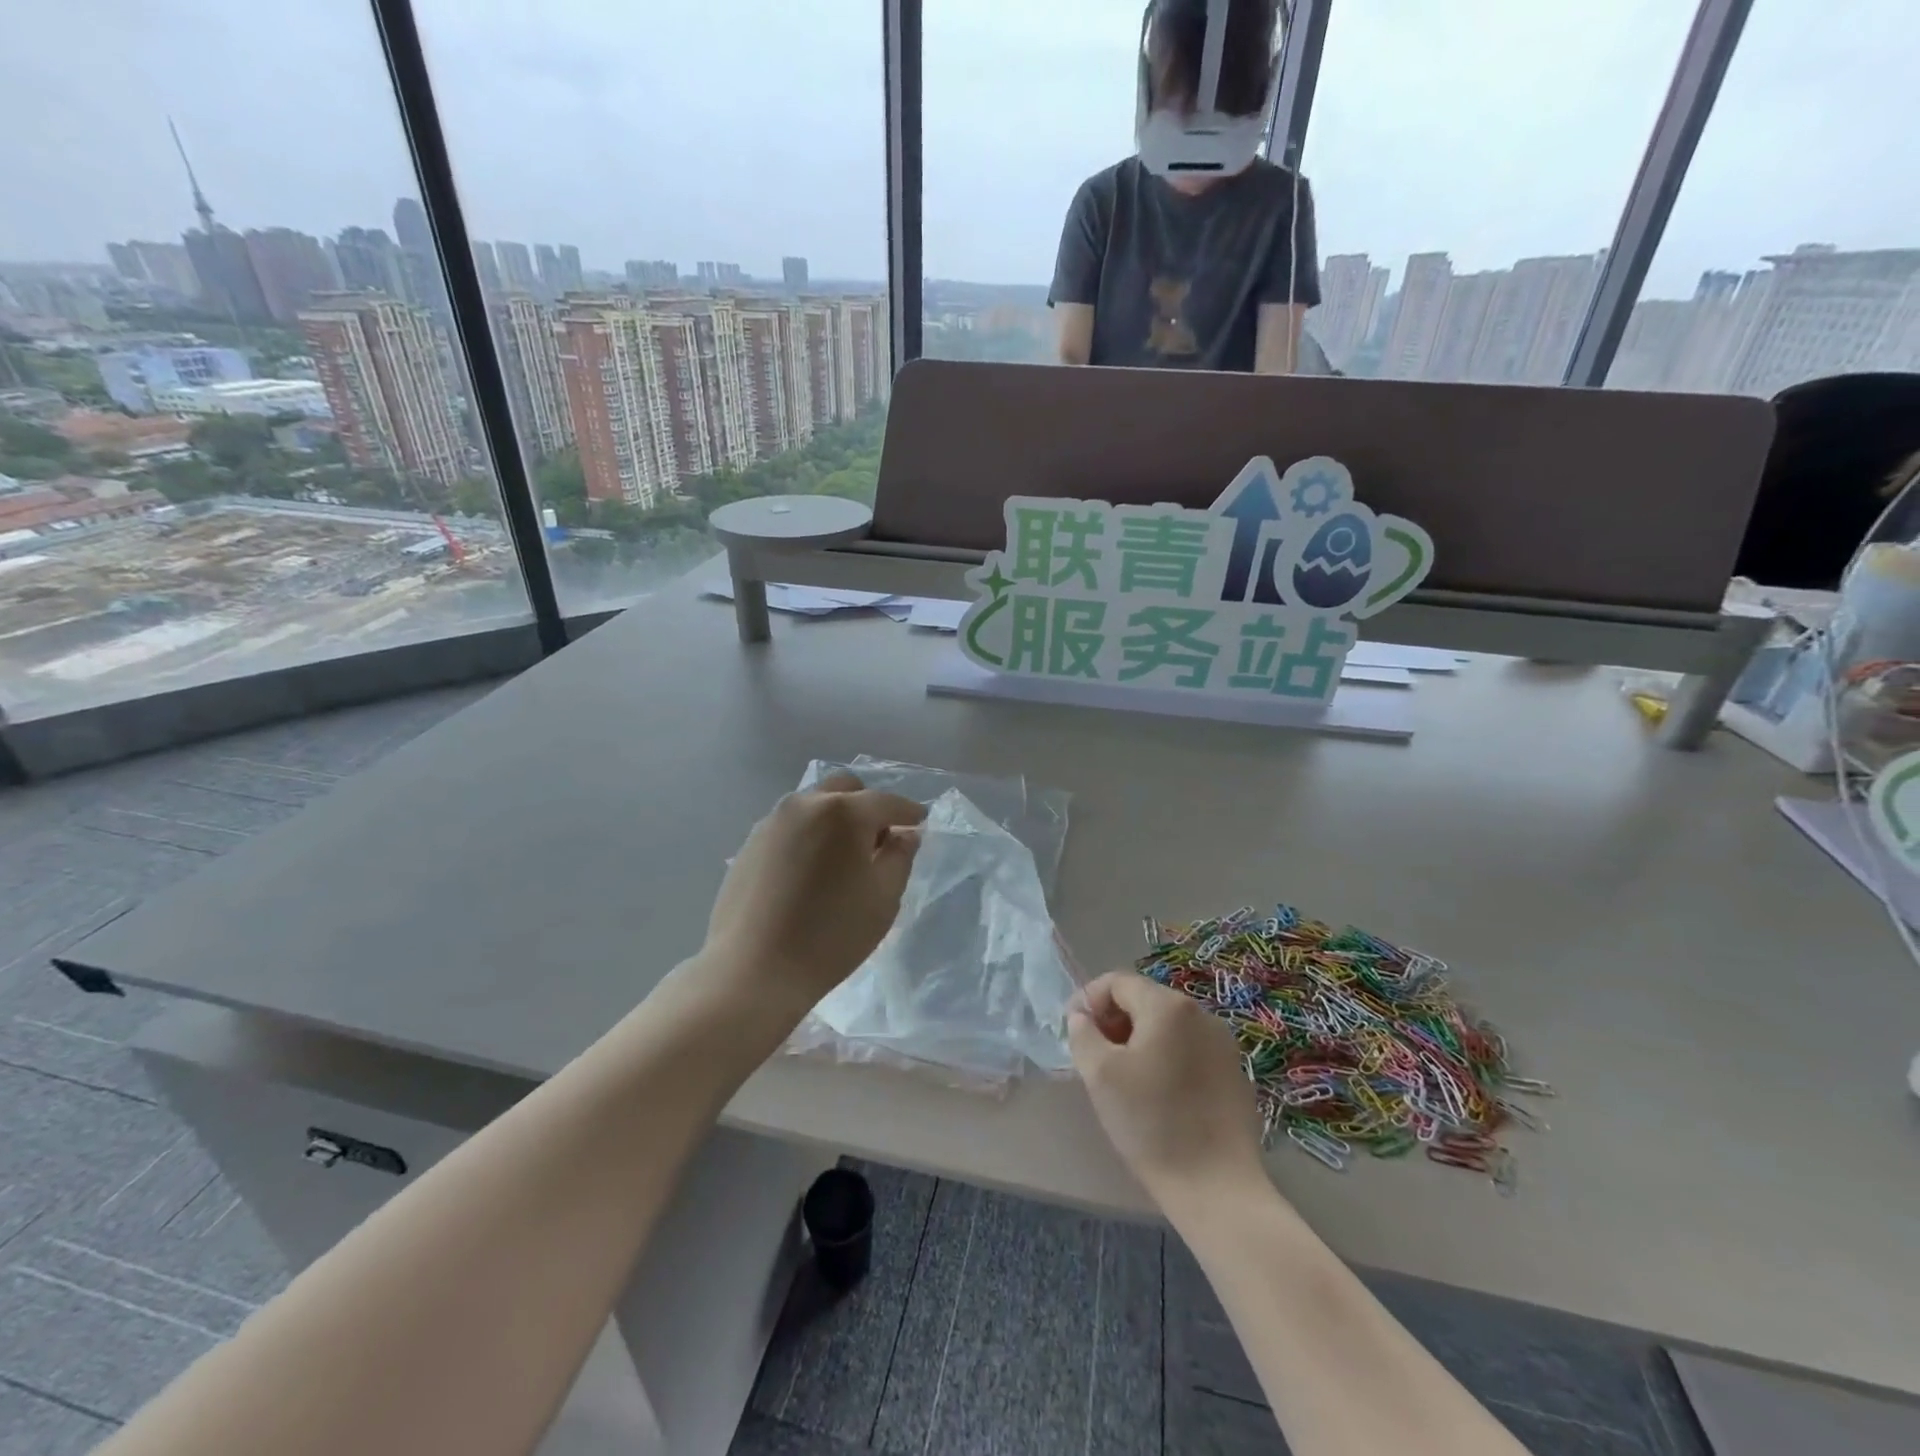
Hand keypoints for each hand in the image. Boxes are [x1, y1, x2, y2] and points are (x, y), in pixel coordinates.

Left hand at [702, 772, 924, 1020]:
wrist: (753, 970)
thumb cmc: (831, 935)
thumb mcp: (883, 898)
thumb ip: (900, 858)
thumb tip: (905, 835)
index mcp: (843, 813)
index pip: (887, 802)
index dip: (908, 813)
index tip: (920, 824)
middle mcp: (805, 804)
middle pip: (846, 789)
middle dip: (868, 807)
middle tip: (879, 842)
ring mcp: (772, 821)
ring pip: (815, 804)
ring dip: (836, 819)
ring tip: (843, 858)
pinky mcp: (750, 843)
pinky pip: (791, 825)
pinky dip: (810, 834)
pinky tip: (812, 870)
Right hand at [1068, 971, 1266, 1208]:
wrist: (1217, 1188)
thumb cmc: (1151, 1123)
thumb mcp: (1100, 1075)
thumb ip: (1083, 1034)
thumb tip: (1081, 1016)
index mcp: (1167, 1006)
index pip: (1117, 982)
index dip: (1089, 1000)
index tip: (1074, 1031)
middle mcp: (1200, 1013)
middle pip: (1144, 1000)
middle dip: (1114, 1020)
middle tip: (1095, 1057)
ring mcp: (1223, 1042)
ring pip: (1167, 1025)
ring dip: (1139, 1039)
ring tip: (1123, 1077)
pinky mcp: (1234, 1071)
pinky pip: (1189, 1047)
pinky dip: (1166, 1056)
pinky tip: (1157, 1093)